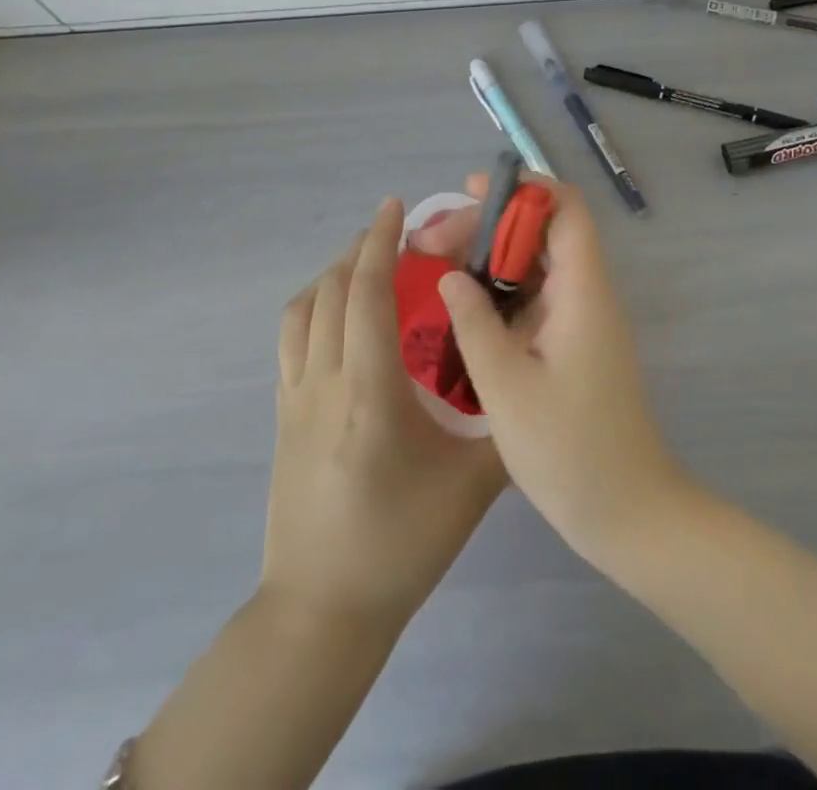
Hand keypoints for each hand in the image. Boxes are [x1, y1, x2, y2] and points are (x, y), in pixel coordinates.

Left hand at [264, 198, 505, 628]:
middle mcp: (324, 383)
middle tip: (394, 232)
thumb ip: (508, 425)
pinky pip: (290, 341)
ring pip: (302, 312)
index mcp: (369, 393)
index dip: (379, 243)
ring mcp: (295, 400)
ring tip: (365, 265)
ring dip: (332, 275)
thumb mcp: (472, 486)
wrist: (323, 610)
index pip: (366, 295)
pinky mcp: (282, 418)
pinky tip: (337, 318)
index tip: (396, 207)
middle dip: (359, 249)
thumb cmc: (401, 544)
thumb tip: (534, 376)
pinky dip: (312, 308)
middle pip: (330, 292)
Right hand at [429, 177, 689, 567]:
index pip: (564, 208)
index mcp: (582, 291)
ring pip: (535, 265)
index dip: (522, 189)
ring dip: (489, 259)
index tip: (471, 191)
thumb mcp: (507, 386)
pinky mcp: (573, 344)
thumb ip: (474, 323)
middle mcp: (587, 293)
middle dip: (487, 226)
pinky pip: (535, 299)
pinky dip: (499, 292)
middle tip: (430, 242)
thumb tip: (451, 276)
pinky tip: (462, 307)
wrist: (628, 513)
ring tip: (435, 264)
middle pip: (541, 232)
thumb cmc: (569, 450)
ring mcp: (581, 320)